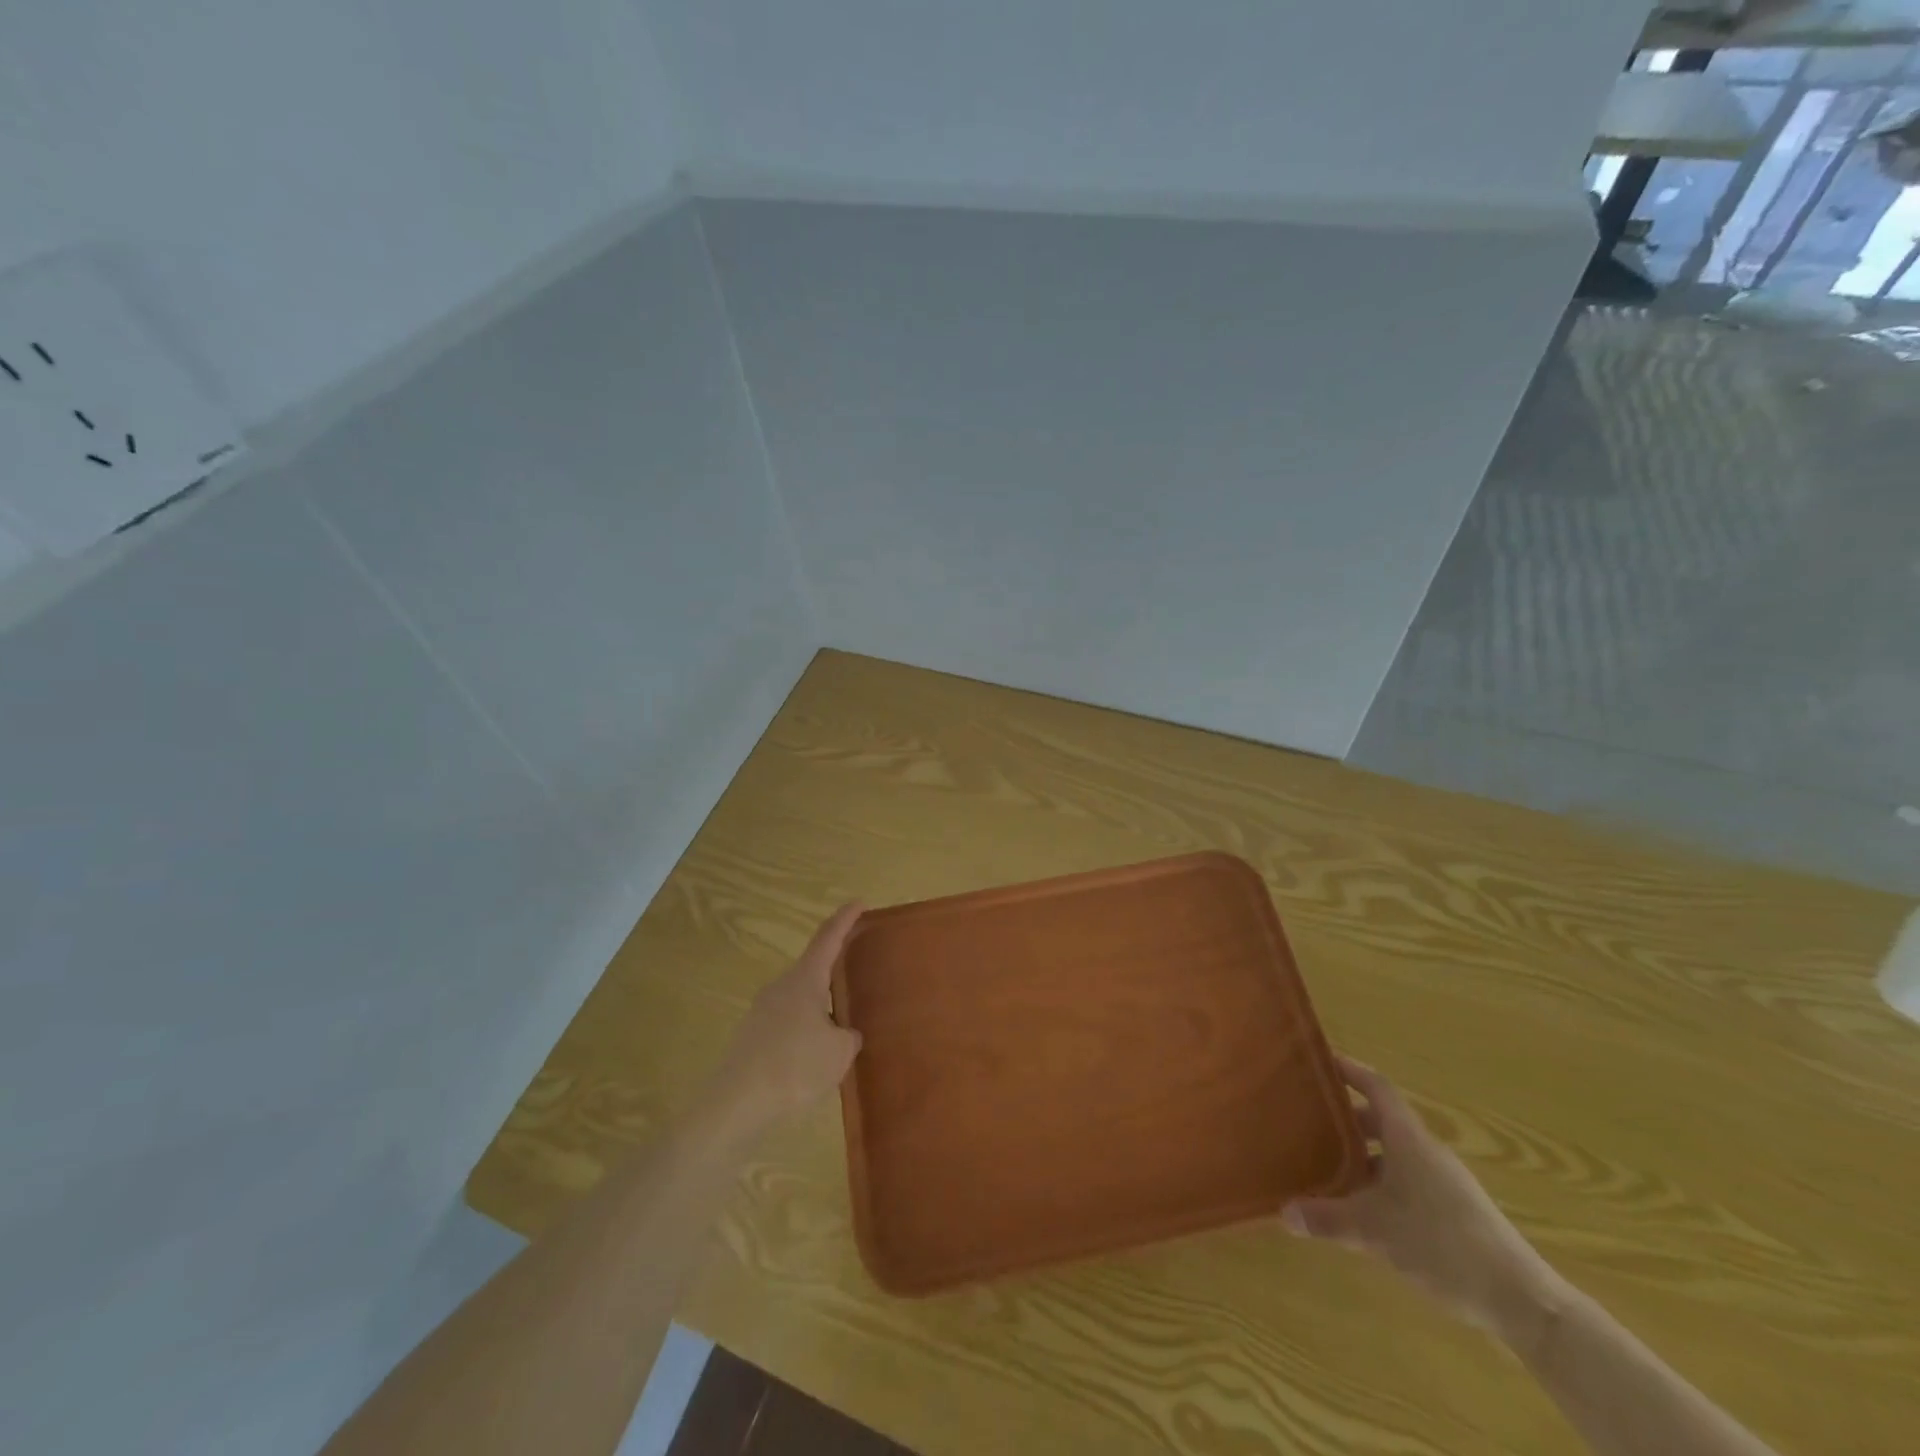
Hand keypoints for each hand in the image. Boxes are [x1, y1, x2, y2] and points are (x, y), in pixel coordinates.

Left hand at [701, 903, 865, 1144]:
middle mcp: (781, 987)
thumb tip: (842, 1033)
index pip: (828, 938)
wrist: (736, 1104)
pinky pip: (788, 1023)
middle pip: (813, 969)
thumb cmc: (795, 1067)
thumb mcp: (839, 1052)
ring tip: (841, 1030)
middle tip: (857, 974)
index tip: (859, 902)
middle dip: (834, 971)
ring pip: (800, 1000)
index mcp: (805, 980)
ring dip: (820, 1008)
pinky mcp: (752, 1037)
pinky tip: (814, 1058)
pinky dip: (805, 1031)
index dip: (845, 919)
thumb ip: (848, 1036)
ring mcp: (763, 1011)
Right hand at [1283, 1057, 1563, 1342]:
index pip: (1376, 1087)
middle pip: (1381, 1120)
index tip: (1320, 1061)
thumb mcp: (1374, 1231)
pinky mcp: (1454, 1212)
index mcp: (1408, 1138)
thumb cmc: (1442, 1245)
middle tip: (1308, 1122)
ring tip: (1326, 1168)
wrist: (1523, 1301)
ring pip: (1394, 1154)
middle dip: (1346, 1119)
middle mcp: (1425, 1151)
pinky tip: (1363, 1211)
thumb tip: (1282, 1212)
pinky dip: (1380, 1184)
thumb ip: (1327, 1219)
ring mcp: (1443, 1182)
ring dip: (1362, 1156)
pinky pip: (1406, 1181)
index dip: (1350, 1070)